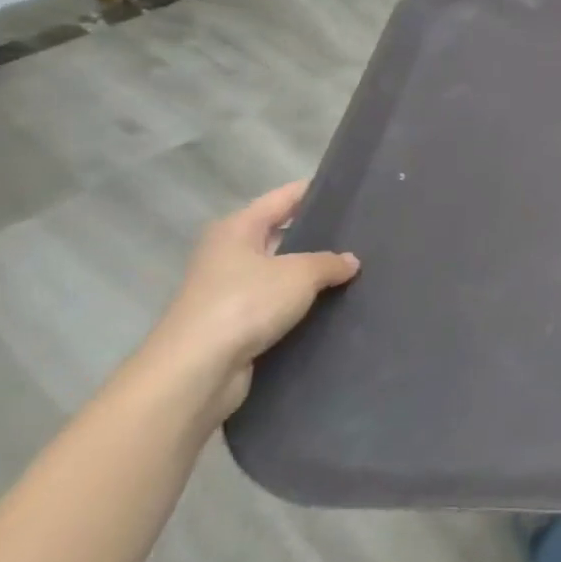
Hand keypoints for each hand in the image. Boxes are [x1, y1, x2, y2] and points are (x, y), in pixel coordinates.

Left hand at [139, 181, 358, 423]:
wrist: (195, 371)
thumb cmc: (245, 304)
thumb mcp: (300, 274)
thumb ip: (330, 262)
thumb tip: (349, 261)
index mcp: (237, 229)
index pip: (284, 198)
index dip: (316, 191)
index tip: (353, 189)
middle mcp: (229, 254)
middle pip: (283, 234)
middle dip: (320, 235)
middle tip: (365, 233)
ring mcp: (230, 290)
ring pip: (283, 271)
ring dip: (312, 274)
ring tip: (358, 269)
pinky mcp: (235, 323)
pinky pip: (278, 303)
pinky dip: (302, 303)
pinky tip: (334, 304)